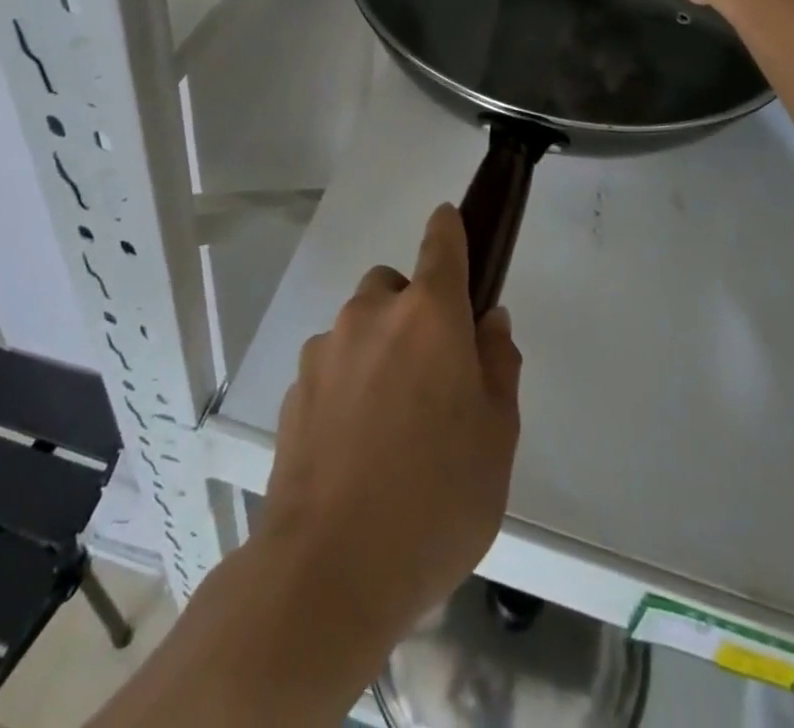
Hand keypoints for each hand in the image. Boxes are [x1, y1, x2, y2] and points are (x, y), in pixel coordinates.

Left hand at [261, 204, 522, 638]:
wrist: (328, 570)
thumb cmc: (435, 500)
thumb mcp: (496, 438)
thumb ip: (497, 366)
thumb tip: (489, 323)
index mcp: (428, 315)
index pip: (441, 243)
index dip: (450, 228)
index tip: (453, 223)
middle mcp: (372, 314)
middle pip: (396, 286)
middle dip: (415, 311)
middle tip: (433, 374)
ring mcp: (326, 348)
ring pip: (361, 326)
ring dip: (379, 349)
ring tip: (392, 423)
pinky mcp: (296, 386)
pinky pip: (333, 364)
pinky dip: (348, 382)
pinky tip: (356, 445)